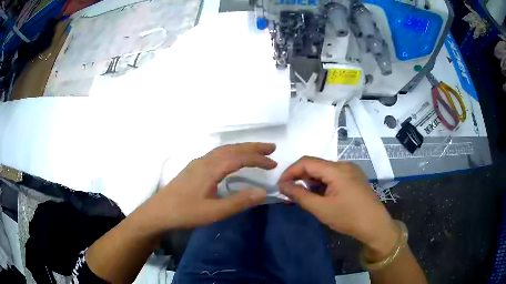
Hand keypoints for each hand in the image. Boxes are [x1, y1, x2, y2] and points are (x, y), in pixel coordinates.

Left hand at [146, 143, 275, 229]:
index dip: (258, 159)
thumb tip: (263, 192)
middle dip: (253, 147)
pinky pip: (216, 154)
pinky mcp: (193, 168)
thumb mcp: (215, 211)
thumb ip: (239, 201)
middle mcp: (205, 160)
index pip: (240, 158)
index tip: (274, 164)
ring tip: (256, 151)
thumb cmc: (186, 212)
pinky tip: (231, 160)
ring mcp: (197, 163)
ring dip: (241, 149)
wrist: (159, 212)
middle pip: (232, 148)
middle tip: (271, 148)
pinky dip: (230, 153)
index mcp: (211, 168)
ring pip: (224, 150)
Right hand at [278, 157, 397, 259]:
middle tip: (289, 194)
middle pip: (316, 165)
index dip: (290, 172)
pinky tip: (319, 197)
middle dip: (300, 178)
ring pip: (324, 171)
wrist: (375, 225)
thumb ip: (300, 195)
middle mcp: (344, 165)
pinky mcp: (354, 178)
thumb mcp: (321, 209)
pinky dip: (322, 184)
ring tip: (303, 197)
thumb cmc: (348, 217)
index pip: (306, 162)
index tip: (280, 186)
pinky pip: (333, 176)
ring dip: (311, 182)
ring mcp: (351, 171)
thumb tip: (283, 186)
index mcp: (337, 169)